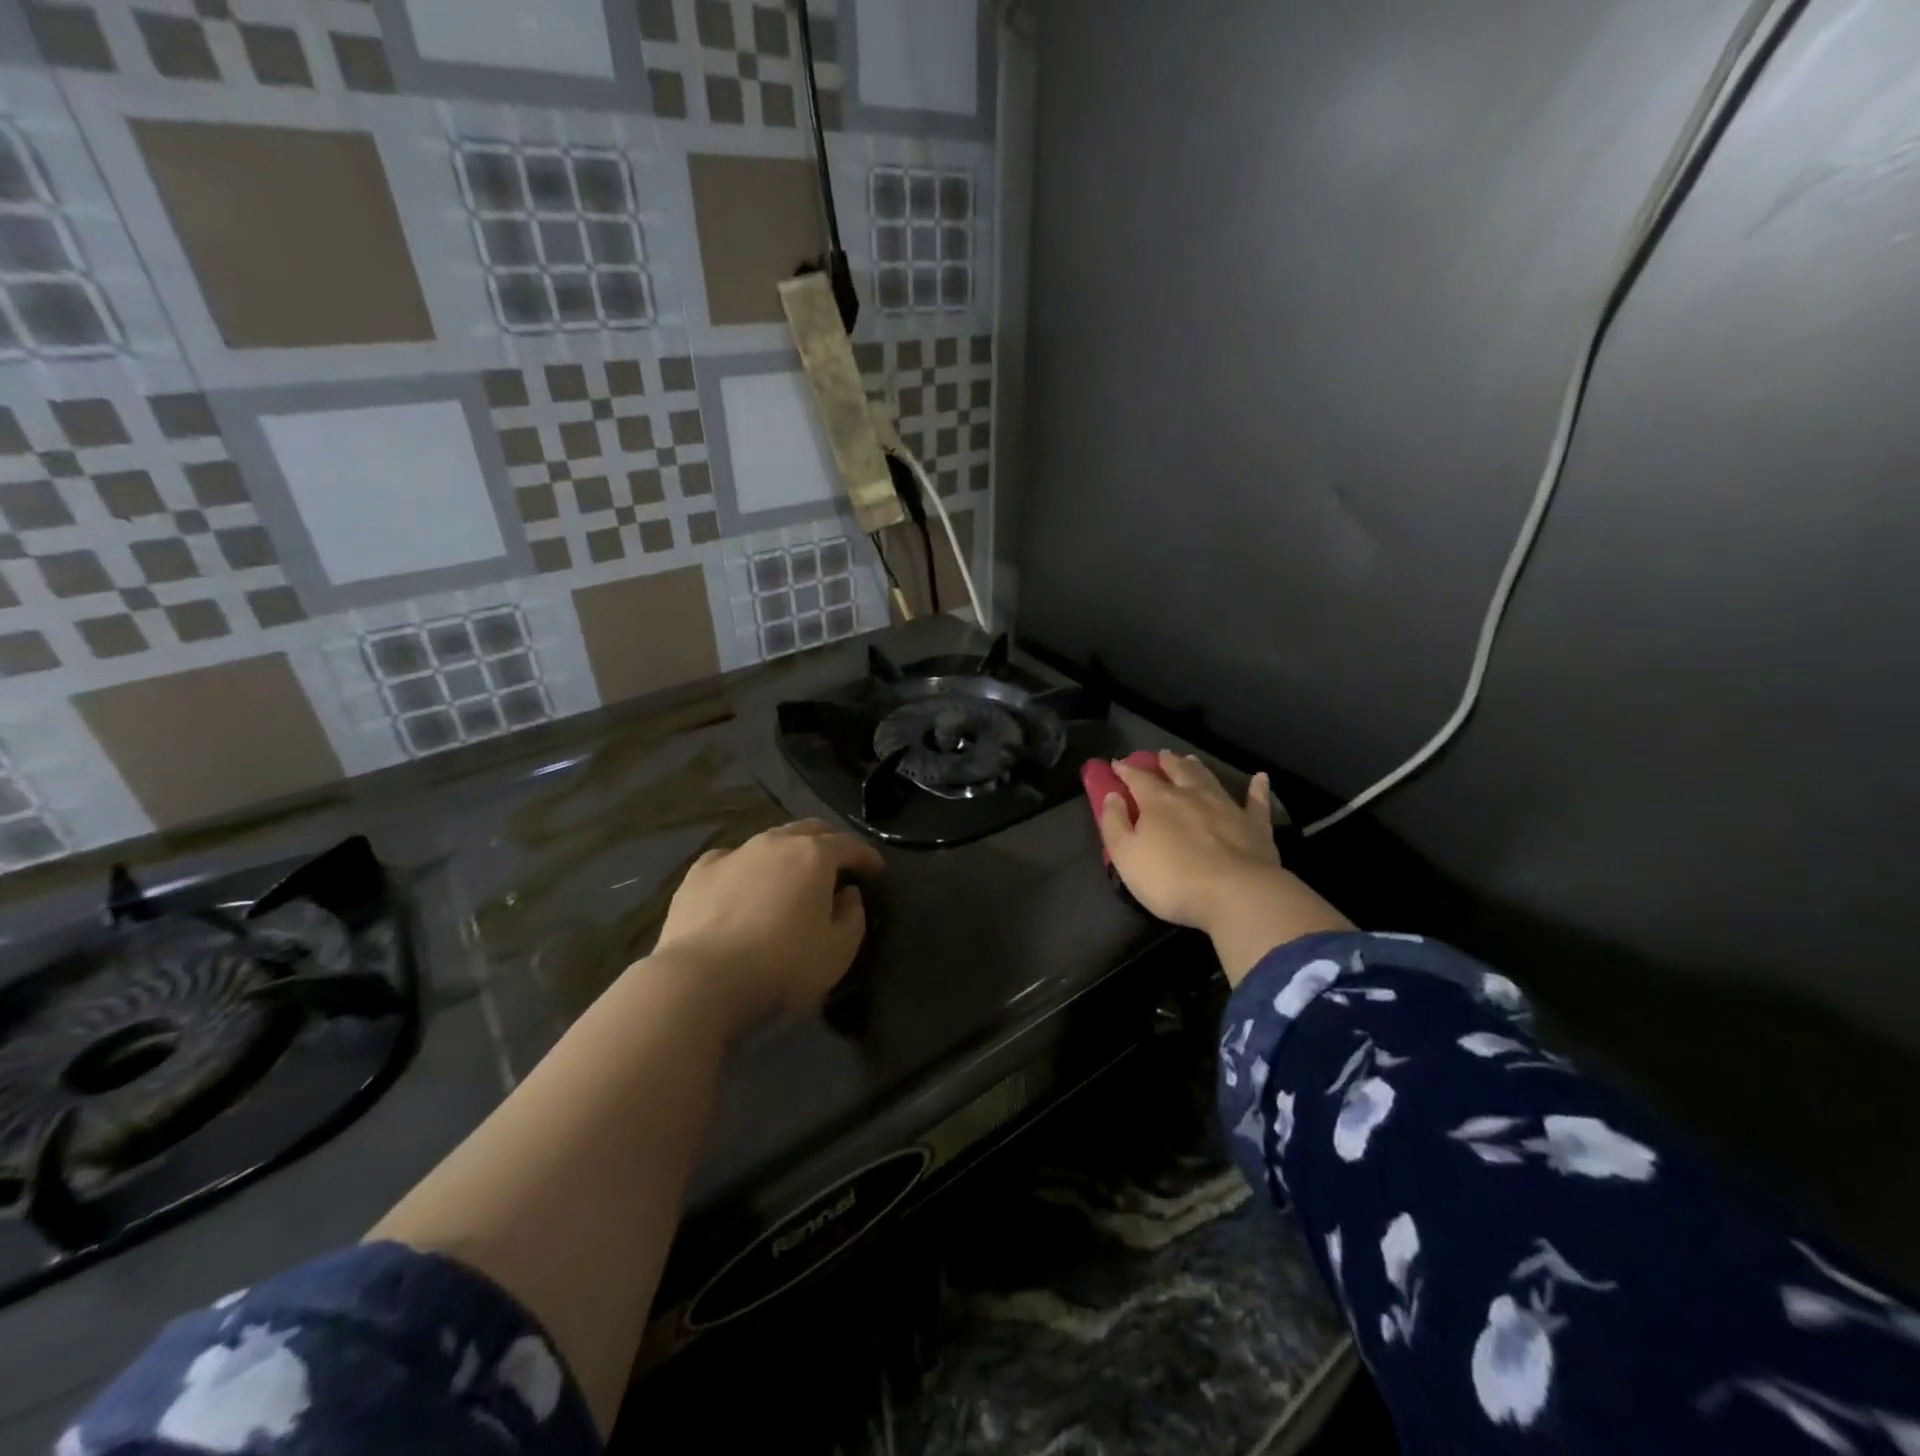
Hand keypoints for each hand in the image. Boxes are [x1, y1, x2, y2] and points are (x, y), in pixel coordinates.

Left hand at [651, 819, 883, 1025]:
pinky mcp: (700, 872)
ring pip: (770, 840)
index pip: (849, 844)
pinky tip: (743, 885)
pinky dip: (747, 867)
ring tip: (791, 875)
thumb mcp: (838, 951)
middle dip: (829, 842)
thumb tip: (847, 894)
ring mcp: (734, 853)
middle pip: (809, 830)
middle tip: (838, 864)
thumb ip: (853, 917)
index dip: (867, 855)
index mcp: (814, 856)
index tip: (876, 870)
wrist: (701, 978)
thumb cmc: (782, 965)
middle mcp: (775, 843)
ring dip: (788, 852)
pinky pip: (732, 859)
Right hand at [1096, 751, 1351, 982]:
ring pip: (1210, 780)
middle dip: (1166, 762)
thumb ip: (1114, 823)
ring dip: (1198, 769)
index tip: (1117, 764)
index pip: (1137, 779)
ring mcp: (1227, 808)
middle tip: (1161, 755)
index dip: (1125, 770)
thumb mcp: (1126, 856)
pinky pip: (1256, 802)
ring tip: (1190, 759)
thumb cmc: (1171, 879)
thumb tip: (1112, 795)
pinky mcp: (1256, 826)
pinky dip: (1257, 788)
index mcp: (1158, 802)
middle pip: (1177, 772)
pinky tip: (1260, 778)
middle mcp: (1192, 796)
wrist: (1237, 895)